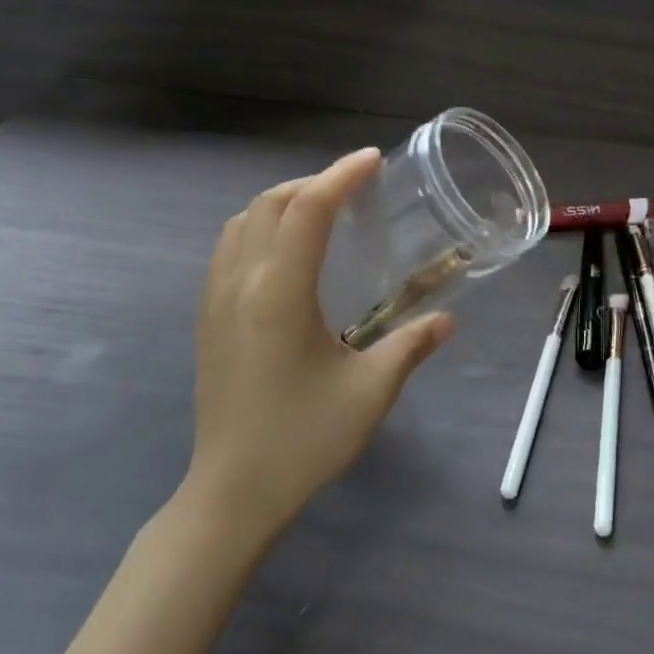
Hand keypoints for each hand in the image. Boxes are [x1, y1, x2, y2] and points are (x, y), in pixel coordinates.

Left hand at [185, 148, 453, 542]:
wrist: (232, 492)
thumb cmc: (304, 440)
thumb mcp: (370, 392)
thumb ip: (410, 346)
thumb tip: (447, 320)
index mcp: (279, 293)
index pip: (308, 210)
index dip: (341, 176)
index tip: (373, 161)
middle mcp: (240, 284)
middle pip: (269, 204)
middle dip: (312, 183)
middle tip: (355, 189)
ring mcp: (215, 301)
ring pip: (240, 222)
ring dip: (281, 203)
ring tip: (321, 212)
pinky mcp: (207, 320)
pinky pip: (228, 249)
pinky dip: (259, 228)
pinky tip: (287, 254)